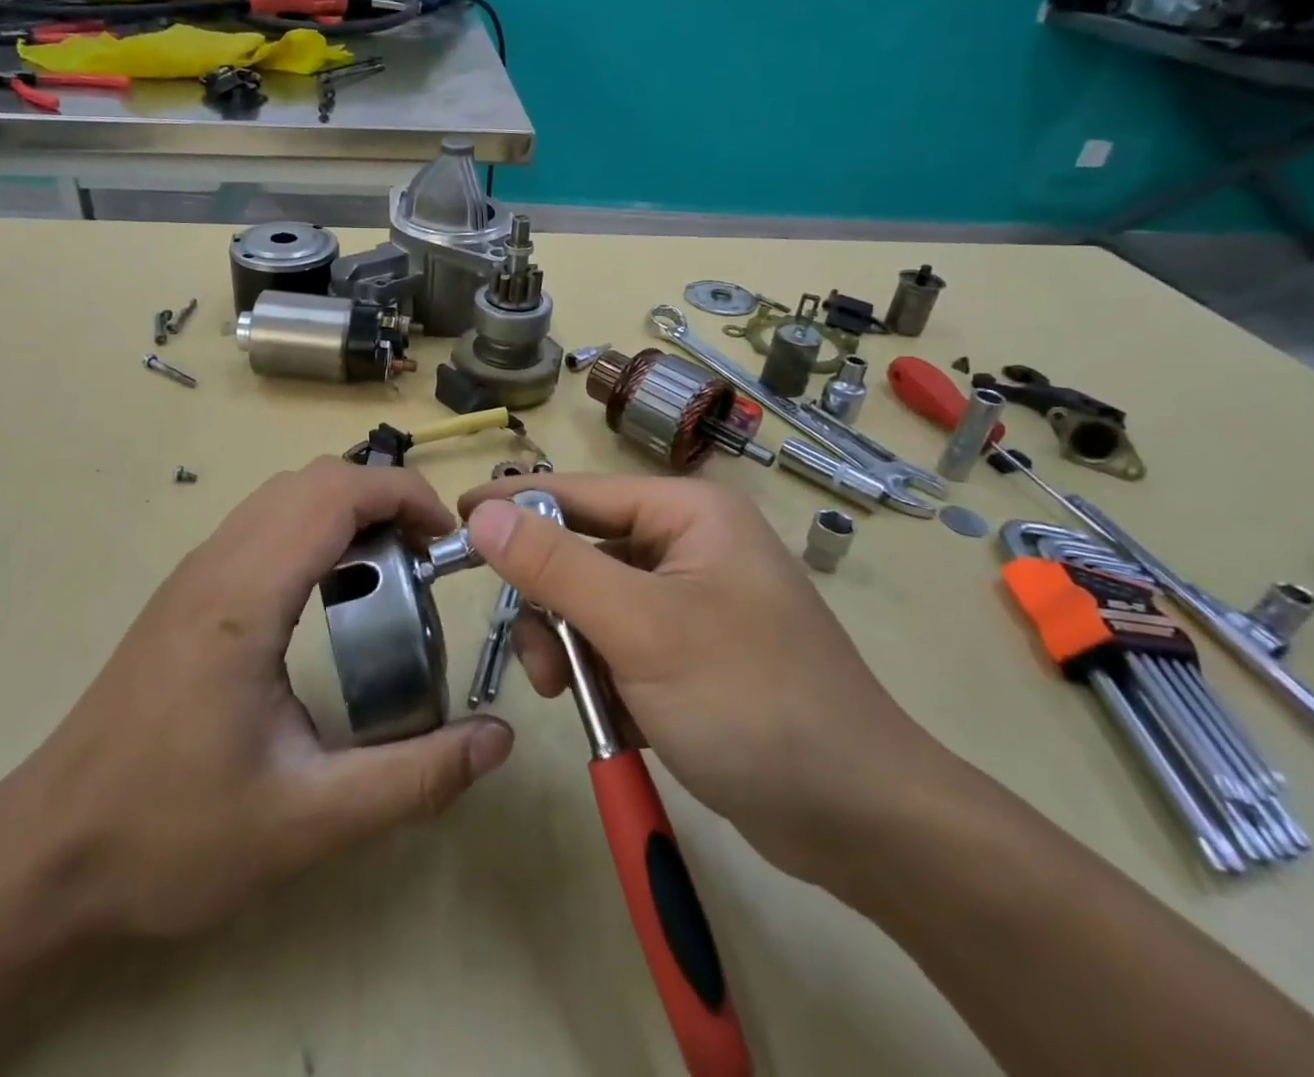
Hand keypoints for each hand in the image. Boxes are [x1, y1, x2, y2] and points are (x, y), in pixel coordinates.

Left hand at [0, 458, 512, 941]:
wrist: (47, 854)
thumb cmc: (171, 835)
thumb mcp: (307, 820)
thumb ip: (413, 780)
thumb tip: (498, 741)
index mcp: (245, 598)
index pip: (335, 494)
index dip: (403, 495)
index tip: (447, 540)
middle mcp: (216, 564)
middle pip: (312, 479)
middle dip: (382, 497)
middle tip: (426, 557)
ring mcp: (194, 573)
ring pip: (283, 495)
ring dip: (346, 509)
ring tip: (388, 570)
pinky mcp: (184, 592)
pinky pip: (261, 523)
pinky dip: (312, 527)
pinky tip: (329, 593)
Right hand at [459, 474, 942, 886]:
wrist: (859, 821)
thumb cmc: (751, 702)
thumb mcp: (640, 627)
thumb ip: (556, 567)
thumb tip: (483, 514)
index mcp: (688, 513)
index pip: (577, 492)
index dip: (514, 503)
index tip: (453, 517)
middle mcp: (689, 544)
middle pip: (582, 552)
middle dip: (551, 606)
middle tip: (539, 659)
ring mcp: (691, 600)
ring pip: (593, 605)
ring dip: (572, 650)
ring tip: (577, 698)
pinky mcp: (691, 651)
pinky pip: (618, 643)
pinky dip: (603, 676)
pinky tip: (616, 717)